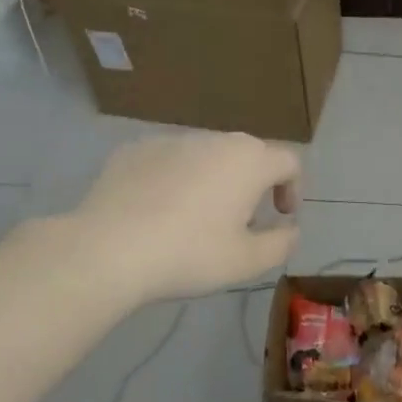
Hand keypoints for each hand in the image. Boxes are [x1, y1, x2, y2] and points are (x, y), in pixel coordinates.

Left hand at [74, 133, 300, 302]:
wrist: (108, 249)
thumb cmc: (189, 254)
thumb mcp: (247, 262)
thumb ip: (281, 243)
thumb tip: (290, 230)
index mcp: (248, 161)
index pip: (288, 161)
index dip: (293, 188)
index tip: (280, 216)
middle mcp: (212, 139)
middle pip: (246, 154)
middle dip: (252, 183)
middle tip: (241, 221)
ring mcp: (169, 140)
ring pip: (205, 155)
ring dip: (212, 180)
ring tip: (195, 218)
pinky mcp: (133, 150)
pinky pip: (168, 161)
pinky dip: (174, 179)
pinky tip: (156, 212)